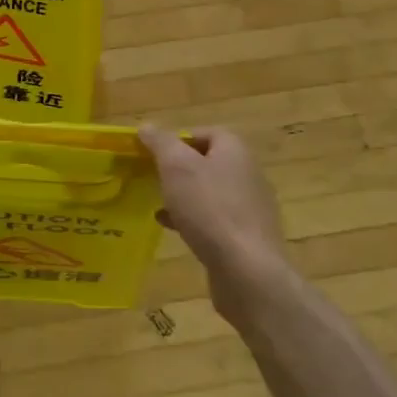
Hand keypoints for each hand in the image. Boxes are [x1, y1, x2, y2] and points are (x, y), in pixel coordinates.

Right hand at [138, 124, 294, 319]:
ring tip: (158, 204)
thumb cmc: (209, 208)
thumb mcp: (176, 167)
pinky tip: (173, 229)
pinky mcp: (246, 236)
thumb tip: (147, 126)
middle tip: (153, 178)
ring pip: (209, 192)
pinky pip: (215, 219)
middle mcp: (247, 173)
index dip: (178, 139)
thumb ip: (161, 143)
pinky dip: (193, 219)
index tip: (154, 153)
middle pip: (208, 162)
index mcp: (235, 150)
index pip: (205, 132)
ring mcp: (250, 207)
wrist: (247, 269)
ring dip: (184, 196)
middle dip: (178, 169)